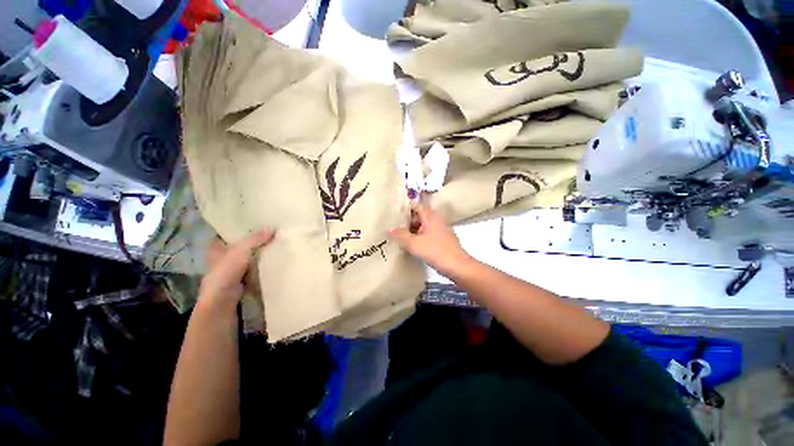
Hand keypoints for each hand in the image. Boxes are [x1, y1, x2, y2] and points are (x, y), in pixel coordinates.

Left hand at [199, 229, 274, 309]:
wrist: (223, 298)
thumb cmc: (226, 271)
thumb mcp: (241, 249)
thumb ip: (256, 238)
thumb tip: (273, 228)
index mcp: (215, 246)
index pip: (227, 231)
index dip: (239, 226)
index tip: (255, 221)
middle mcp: (222, 255)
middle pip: (240, 243)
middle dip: (253, 238)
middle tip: (269, 230)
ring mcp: (231, 268)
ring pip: (248, 254)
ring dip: (259, 250)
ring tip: (274, 241)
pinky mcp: (241, 277)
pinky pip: (254, 265)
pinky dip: (262, 262)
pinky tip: (273, 256)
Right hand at [389, 207, 472, 275]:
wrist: (457, 266)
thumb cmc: (435, 251)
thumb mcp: (414, 243)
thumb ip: (400, 235)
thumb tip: (388, 228)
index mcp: (431, 216)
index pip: (416, 207)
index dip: (404, 210)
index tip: (393, 215)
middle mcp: (437, 220)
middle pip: (419, 217)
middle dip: (407, 222)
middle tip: (394, 227)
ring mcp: (441, 230)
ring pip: (423, 227)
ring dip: (413, 231)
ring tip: (399, 237)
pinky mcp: (442, 240)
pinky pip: (428, 235)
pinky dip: (419, 238)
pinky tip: (412, 246)